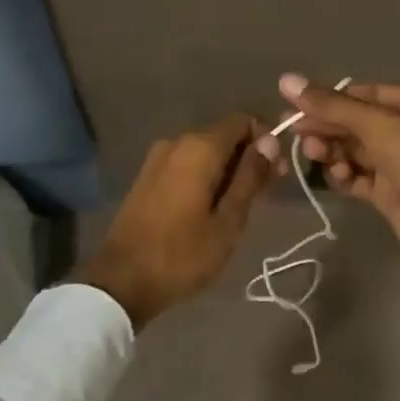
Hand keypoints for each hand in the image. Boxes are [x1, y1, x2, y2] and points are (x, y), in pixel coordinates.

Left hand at [70, 113, 274, 329]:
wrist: (122, 279)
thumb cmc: (182, 254)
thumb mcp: (228, 221)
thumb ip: (250, 177)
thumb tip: (270, 141)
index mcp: (199, 147)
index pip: (242, 121)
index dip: (265, 139)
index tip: (277, 170)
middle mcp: (177, 141)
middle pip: (223, 135)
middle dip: (248, 156)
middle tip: (266, 192)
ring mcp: (157, 158)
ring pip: (204, 151)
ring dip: (227, 169)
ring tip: (242, 205)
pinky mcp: (147, 176)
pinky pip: (186, 164)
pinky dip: (205, 176)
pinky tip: (213, 205)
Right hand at [266, 76, 399, 259]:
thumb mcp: (378, 123)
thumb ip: (331, 105)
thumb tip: (285, 79)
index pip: (362, 95)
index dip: (330, 99)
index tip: (296, 105)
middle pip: (355, 123)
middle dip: (325, 126)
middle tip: (293, 130)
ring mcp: (398, 164)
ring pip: (354, 151)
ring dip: (331, 150)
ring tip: (312, 152)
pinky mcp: (389, 194)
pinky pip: (358, 179)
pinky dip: (343, 176)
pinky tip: (336, 175)